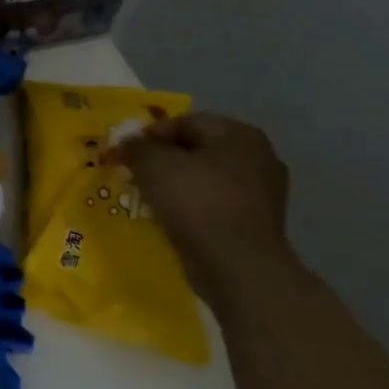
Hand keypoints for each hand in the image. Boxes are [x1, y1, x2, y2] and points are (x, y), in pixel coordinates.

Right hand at [117, 113, 292, 299]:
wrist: (238, 267)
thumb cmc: (197, 203)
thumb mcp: (154, 165)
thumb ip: (136, 147)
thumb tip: (127, 145)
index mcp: (239, 134)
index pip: (185, 122)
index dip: (150, 135)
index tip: (126, 155)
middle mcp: (258, 157)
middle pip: (196, 149)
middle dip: (163, 160)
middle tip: (135, 175)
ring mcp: (262, 192)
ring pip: (204, 178)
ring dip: (175, 185)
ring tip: (149, 199)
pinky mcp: (256, 223)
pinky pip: (214, 204)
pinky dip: (192, 208)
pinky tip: (171, 219)